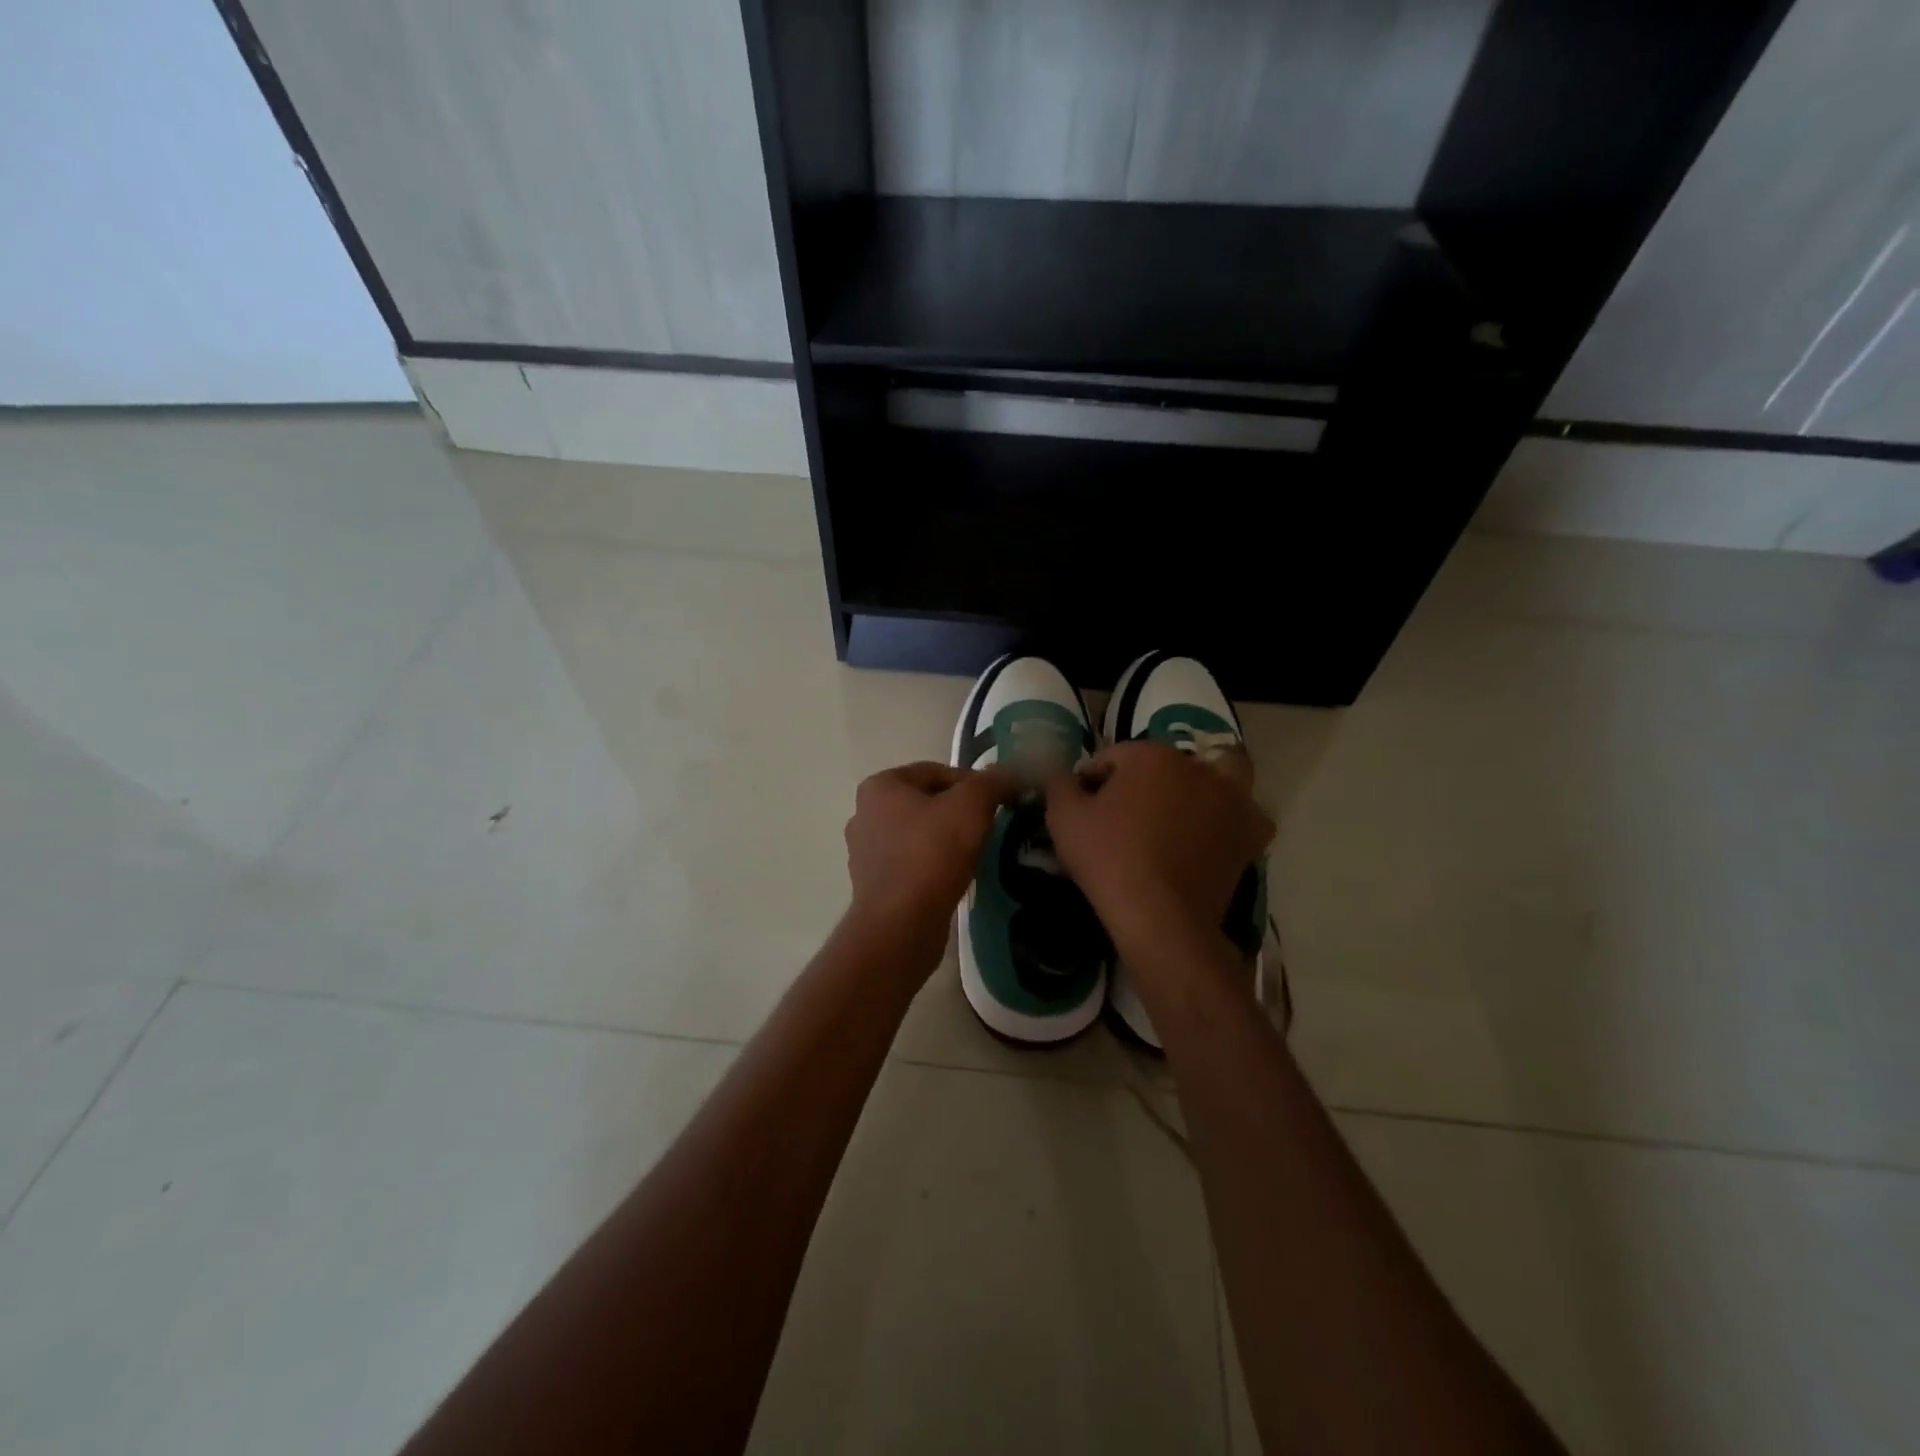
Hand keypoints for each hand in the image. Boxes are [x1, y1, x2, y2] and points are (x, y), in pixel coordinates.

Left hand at [843, 762, 1014, 975]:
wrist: (901, 925)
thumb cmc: (931, 854)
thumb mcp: (971, 806)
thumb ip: (992, 782)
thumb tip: (1009, 773)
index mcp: (879, 786)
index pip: (936, 771)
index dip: (972, 783)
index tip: (997, 803)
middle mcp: (864, 814)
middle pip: (927, 802)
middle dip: (959, 812)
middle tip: (989, 827)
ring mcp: (866, 852)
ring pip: (920, 834)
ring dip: (947, 840)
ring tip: (976, 853)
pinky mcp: (875, 885)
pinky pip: (913, 864)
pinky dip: (935, 866)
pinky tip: (955, 877)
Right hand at [1043, 740, 1272, 971]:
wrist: (1160, 917)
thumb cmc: (1108, 859)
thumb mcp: (1064, 818)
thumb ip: (1058, 783)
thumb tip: (1058, 770)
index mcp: (1151, 755)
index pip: (1114, 757)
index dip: (1093, 780)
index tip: (1083, 808)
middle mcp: (1197, 767)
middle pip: (1166, 763)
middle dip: (1147, 779)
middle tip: (1128, 812)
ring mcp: (1230, 800)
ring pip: (1221, 775)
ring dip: (1203, 784)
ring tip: (1180, 811)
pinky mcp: (1249, 835)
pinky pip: (1245, 816)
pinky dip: (1230, 819)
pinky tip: (1211, 835)